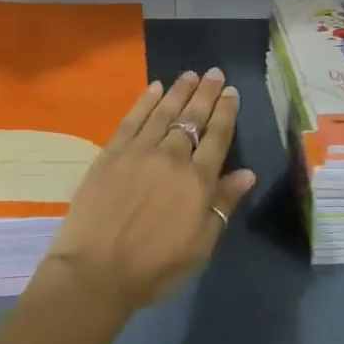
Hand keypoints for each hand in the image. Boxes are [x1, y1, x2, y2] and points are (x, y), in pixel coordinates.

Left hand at [40, 69, 255, 315]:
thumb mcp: (200, 245)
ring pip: (164, 112)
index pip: (217, 137)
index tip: (231, 92)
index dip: (225, 112)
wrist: (96, 271)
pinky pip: (133, 118)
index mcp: (197, 181)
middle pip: (192, 118)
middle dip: (206, 93)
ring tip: (190, 74)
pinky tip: (155, 87)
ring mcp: (139, 151)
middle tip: (215, 72)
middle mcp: (171, 157)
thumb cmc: (154, 267)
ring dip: (179, 90)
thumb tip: (247, 173)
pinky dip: (145, 101)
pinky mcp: (112, 152)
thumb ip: (222, 205)